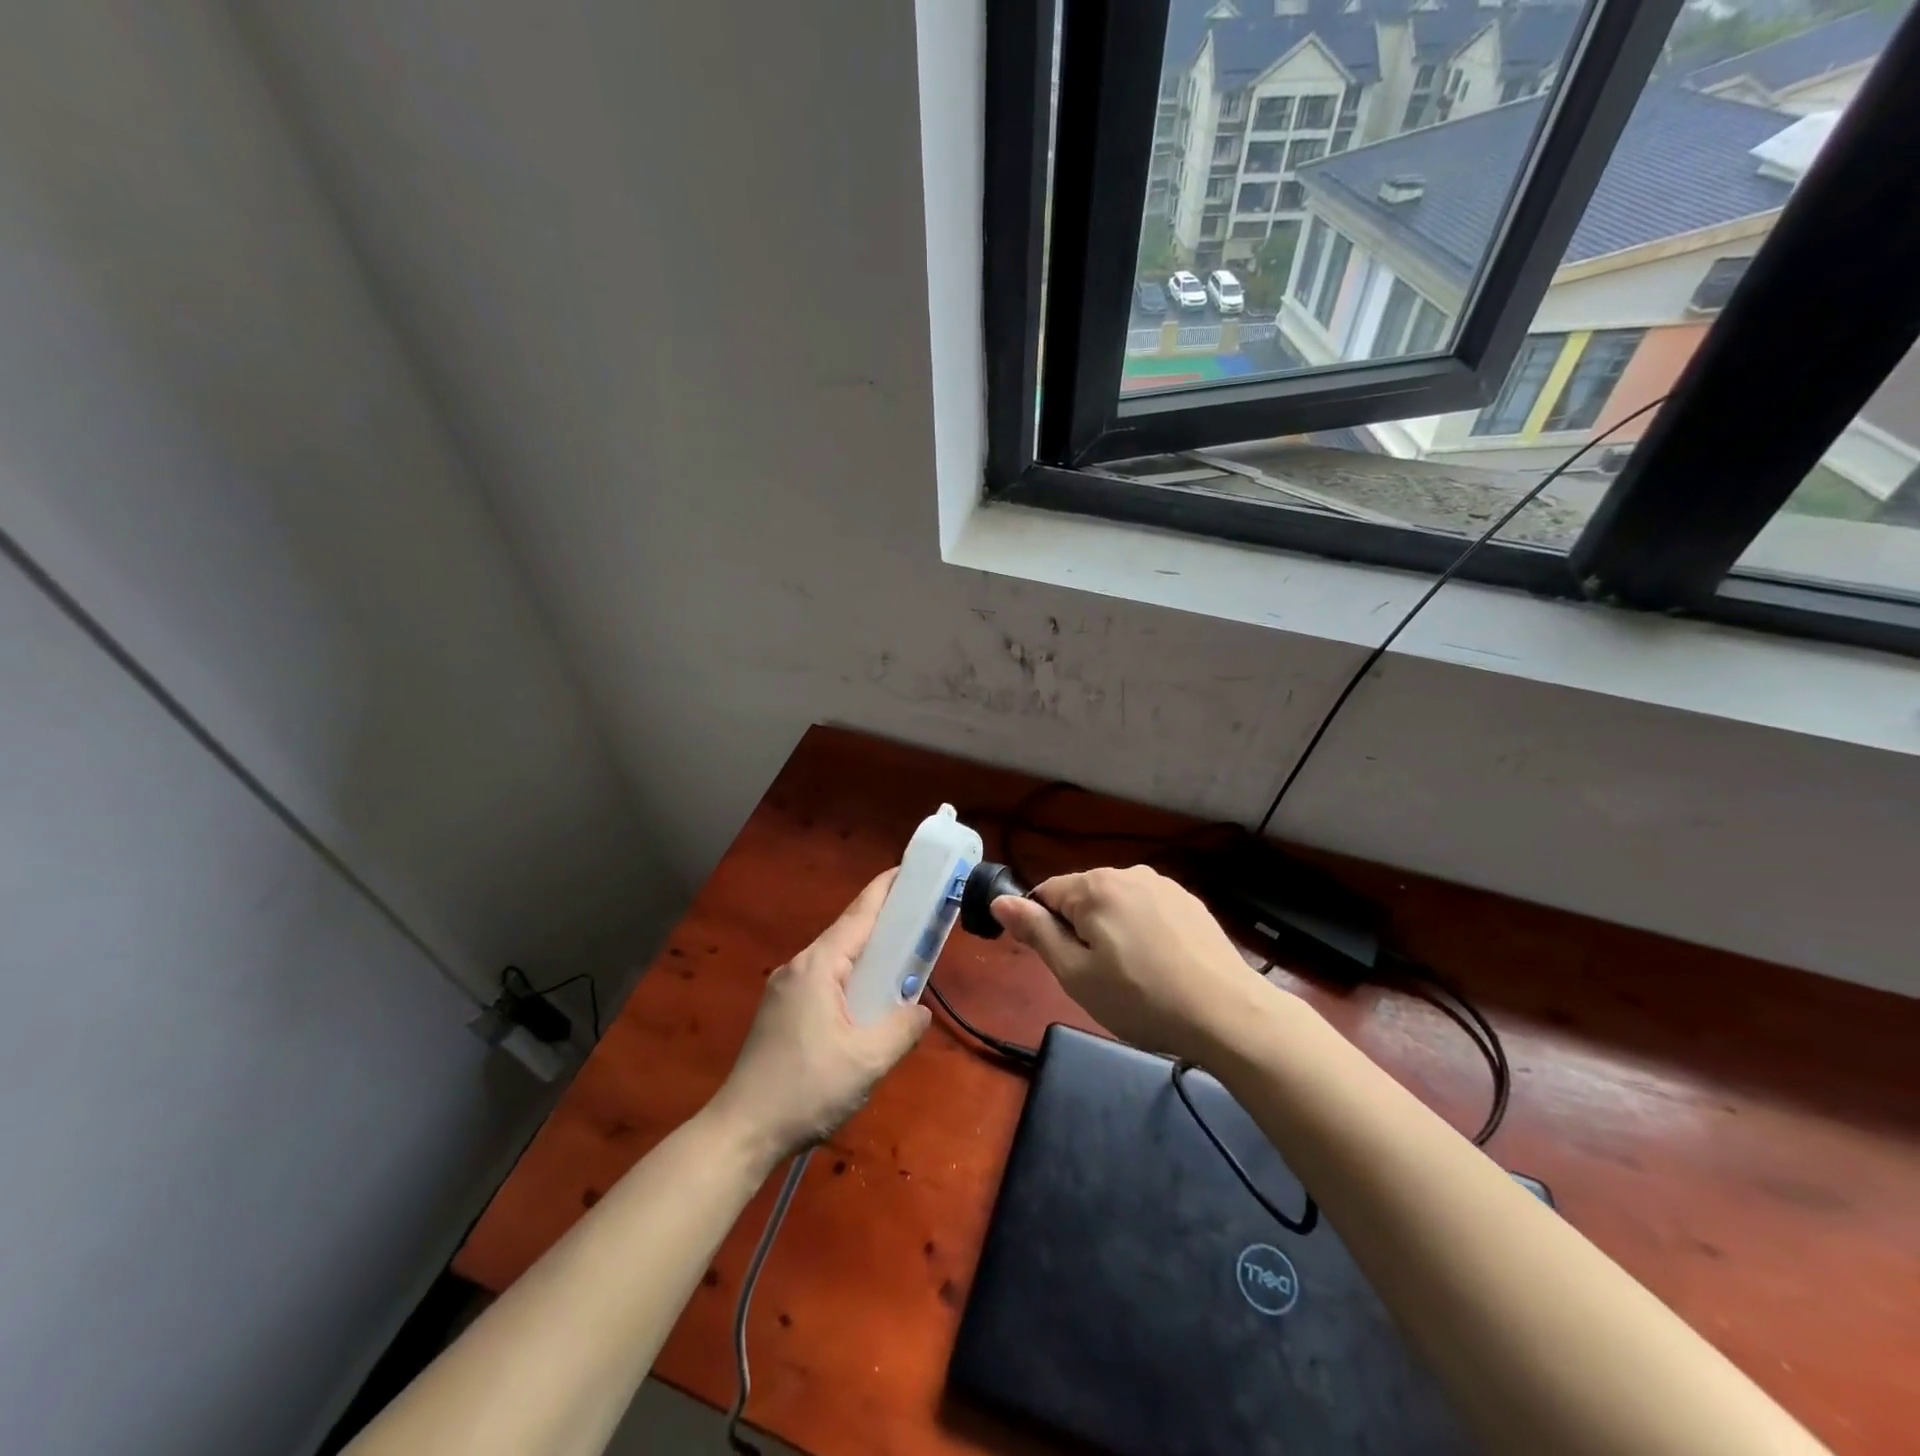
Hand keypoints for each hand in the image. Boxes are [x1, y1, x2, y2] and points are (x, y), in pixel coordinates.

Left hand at [709, 870, 929, 1161]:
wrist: (741, 1132)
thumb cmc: (805, 1090)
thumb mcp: (867, 1062)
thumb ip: (901, 1028)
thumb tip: (920, 1010)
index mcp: (817, 967)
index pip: (859, 915)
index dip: (887, 890)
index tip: (912, 869)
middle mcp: (798, 967)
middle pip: (847, 933)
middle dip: (883, 921)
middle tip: (920, 917)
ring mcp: (784, 989)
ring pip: (835, 959)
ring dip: (868, 954)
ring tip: (901, 958)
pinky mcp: (780, 1012)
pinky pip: (824, 980)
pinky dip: (851, 977)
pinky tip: (867, 1000)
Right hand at [992, 865, 1265, 1063]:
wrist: (1228, 1014)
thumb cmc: (1141, 999)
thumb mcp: (1076, 974)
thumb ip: (1036, 932)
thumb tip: (1000, 901)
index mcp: (1095, 886)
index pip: (1045, 893)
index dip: (1043, 929)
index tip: (1060, 964)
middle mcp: (1128, 873)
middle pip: (1082, 896)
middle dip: (1078, 929)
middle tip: (1096, 977)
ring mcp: (1164, 885)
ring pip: (1116, 903)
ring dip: (1110, 930)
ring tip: (1131, 975)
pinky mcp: (1190, 902)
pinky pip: (1147, 910)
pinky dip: (1142, 931)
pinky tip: (1160, 965)